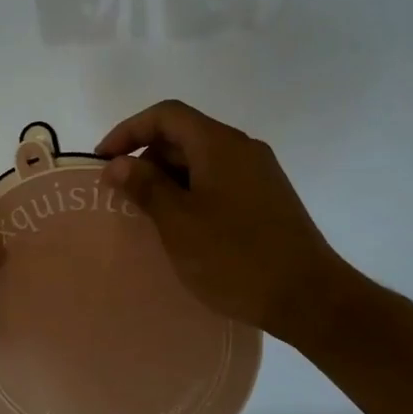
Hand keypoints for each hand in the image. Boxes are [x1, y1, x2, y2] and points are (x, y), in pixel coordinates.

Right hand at [96, 100, 354, 340]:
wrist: (309, 298)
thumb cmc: (235, 257)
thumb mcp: (179, 222)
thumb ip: (145, 186)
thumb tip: (118, 163)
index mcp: (219, 145)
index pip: (166, 115)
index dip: (128, 130)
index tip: (103, 161)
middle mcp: (242, 149)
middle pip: (184, 135)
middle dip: (146, 157)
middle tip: (121, 193)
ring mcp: (259, 174)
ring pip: (201, 160)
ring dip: (167, 178)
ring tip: (145, 213)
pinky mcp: (267, 199)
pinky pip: (218, 181)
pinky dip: (191, 192)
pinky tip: (181, 226)